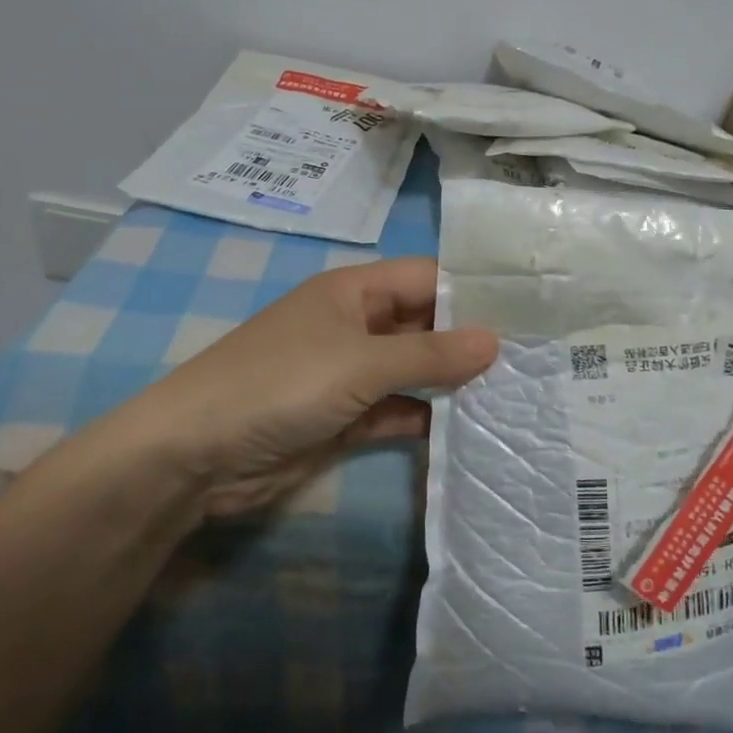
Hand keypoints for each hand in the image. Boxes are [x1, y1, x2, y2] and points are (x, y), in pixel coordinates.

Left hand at [112, 257, 496, 522]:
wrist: (197, 454)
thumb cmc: (282, 383)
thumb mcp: (361, 361)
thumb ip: (430, 354)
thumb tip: (496, 341)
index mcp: (354, 291)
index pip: (427, 278)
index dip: (473, 291)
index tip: (529, 310)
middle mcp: (355, 326)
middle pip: (424, 325)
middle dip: (469, 341)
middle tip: (535, 357)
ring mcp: (350, 374)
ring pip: (414, 372)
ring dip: (453, 384)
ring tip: (516, 393)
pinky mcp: (345, 419)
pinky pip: (397, 412)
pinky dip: (427, 419)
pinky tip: (472, 429)